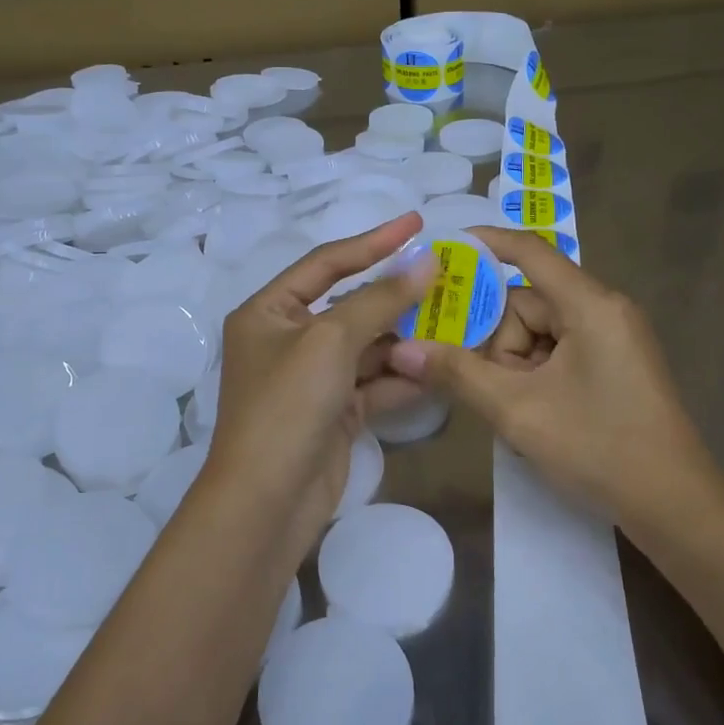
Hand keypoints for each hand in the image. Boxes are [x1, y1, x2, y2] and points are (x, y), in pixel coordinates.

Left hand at [203, 212, 433, 551]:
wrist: (267, 501)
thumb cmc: (287, 405)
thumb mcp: (331, 340)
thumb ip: (380, 299)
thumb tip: (425, 260)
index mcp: (269, 311)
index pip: (326, 263)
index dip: (373, 241)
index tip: (417, 223)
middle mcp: (287, 340)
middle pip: (351, 306)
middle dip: (397, 296)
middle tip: (447, 278)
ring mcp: (311, 379)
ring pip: (367, 347)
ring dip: (406, 339)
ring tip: (456, 321)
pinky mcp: (333, 413)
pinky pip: (374, 384)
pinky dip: (402, 378)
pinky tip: (439, 368)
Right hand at [388, 226, 721, 527]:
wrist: (675, 507)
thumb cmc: (599, 448)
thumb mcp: (517, 410)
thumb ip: (457, 374)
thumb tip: (402, 350)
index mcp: (589, 305)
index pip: (530, 252)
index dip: (484, 244)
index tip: (441, 249)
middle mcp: (603, 310)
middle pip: (527, 304)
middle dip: (498, 342)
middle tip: (484, 386)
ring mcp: (611, 338)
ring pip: (539, 333)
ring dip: (515, 366)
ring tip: (515, 411)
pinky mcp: (613, 364)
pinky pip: (558, 351)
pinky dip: (535, 375)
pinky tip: (533, 412)